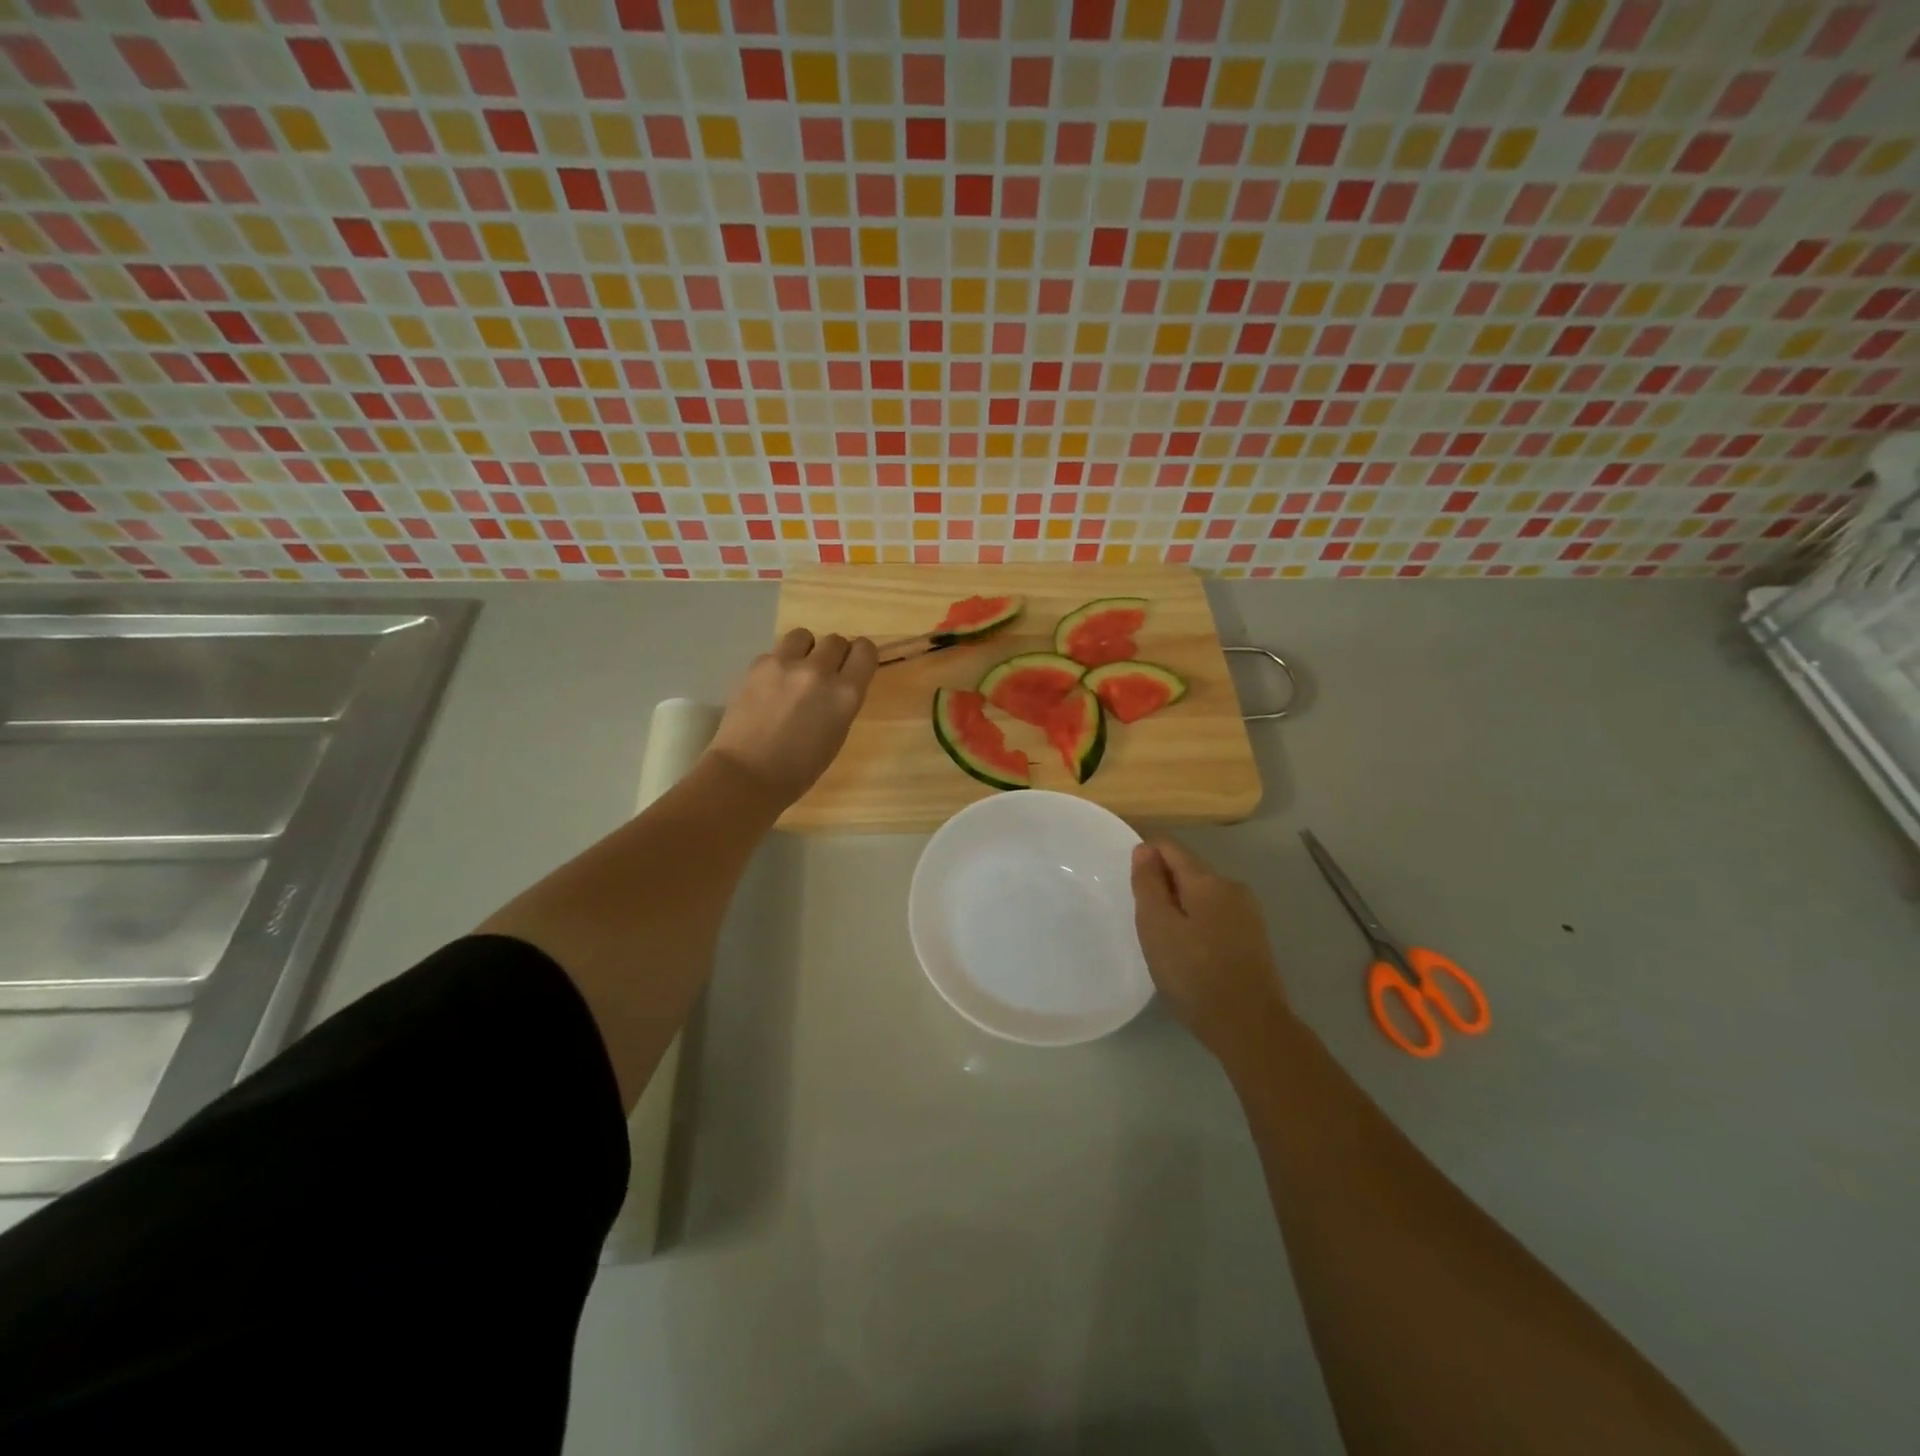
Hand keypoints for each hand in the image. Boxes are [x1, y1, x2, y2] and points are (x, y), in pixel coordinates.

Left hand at [706, 628, 876, 806]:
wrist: (746, 774)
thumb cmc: (799, 769)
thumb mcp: (836, 735)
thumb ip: (841, 702)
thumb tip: (837, 683)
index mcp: (845, 694)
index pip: (865, 650)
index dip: (861, 655)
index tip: (854, 665)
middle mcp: (819, 671)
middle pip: (835, 640)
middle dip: (833, 655)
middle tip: (823, 675)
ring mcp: (784, 664)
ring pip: (804, 636)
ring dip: (805, 650)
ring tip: (795, 672)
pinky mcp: (757, 665)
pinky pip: (775, 652)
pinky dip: (777, 665)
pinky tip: (769, 687)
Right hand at [1132, 838, 1289, 1060]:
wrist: (1250, 1027)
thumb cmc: (1194, 974)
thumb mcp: (1157, 926)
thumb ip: (1148, 884)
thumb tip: (1145, 849)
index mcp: (1208, 880)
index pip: (1170, 847)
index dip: (1146, 856)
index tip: (1131, 887)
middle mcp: (1232, 888)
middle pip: (1188, 871)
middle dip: (1163, 886)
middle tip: (1143, 922)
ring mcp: (1248, 914)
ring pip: (1202, 896)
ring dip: (1180, 908)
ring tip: (1164, 942)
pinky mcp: (1254, 939)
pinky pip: (1216, 917)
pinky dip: (1197, 925)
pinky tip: (1189, 955)